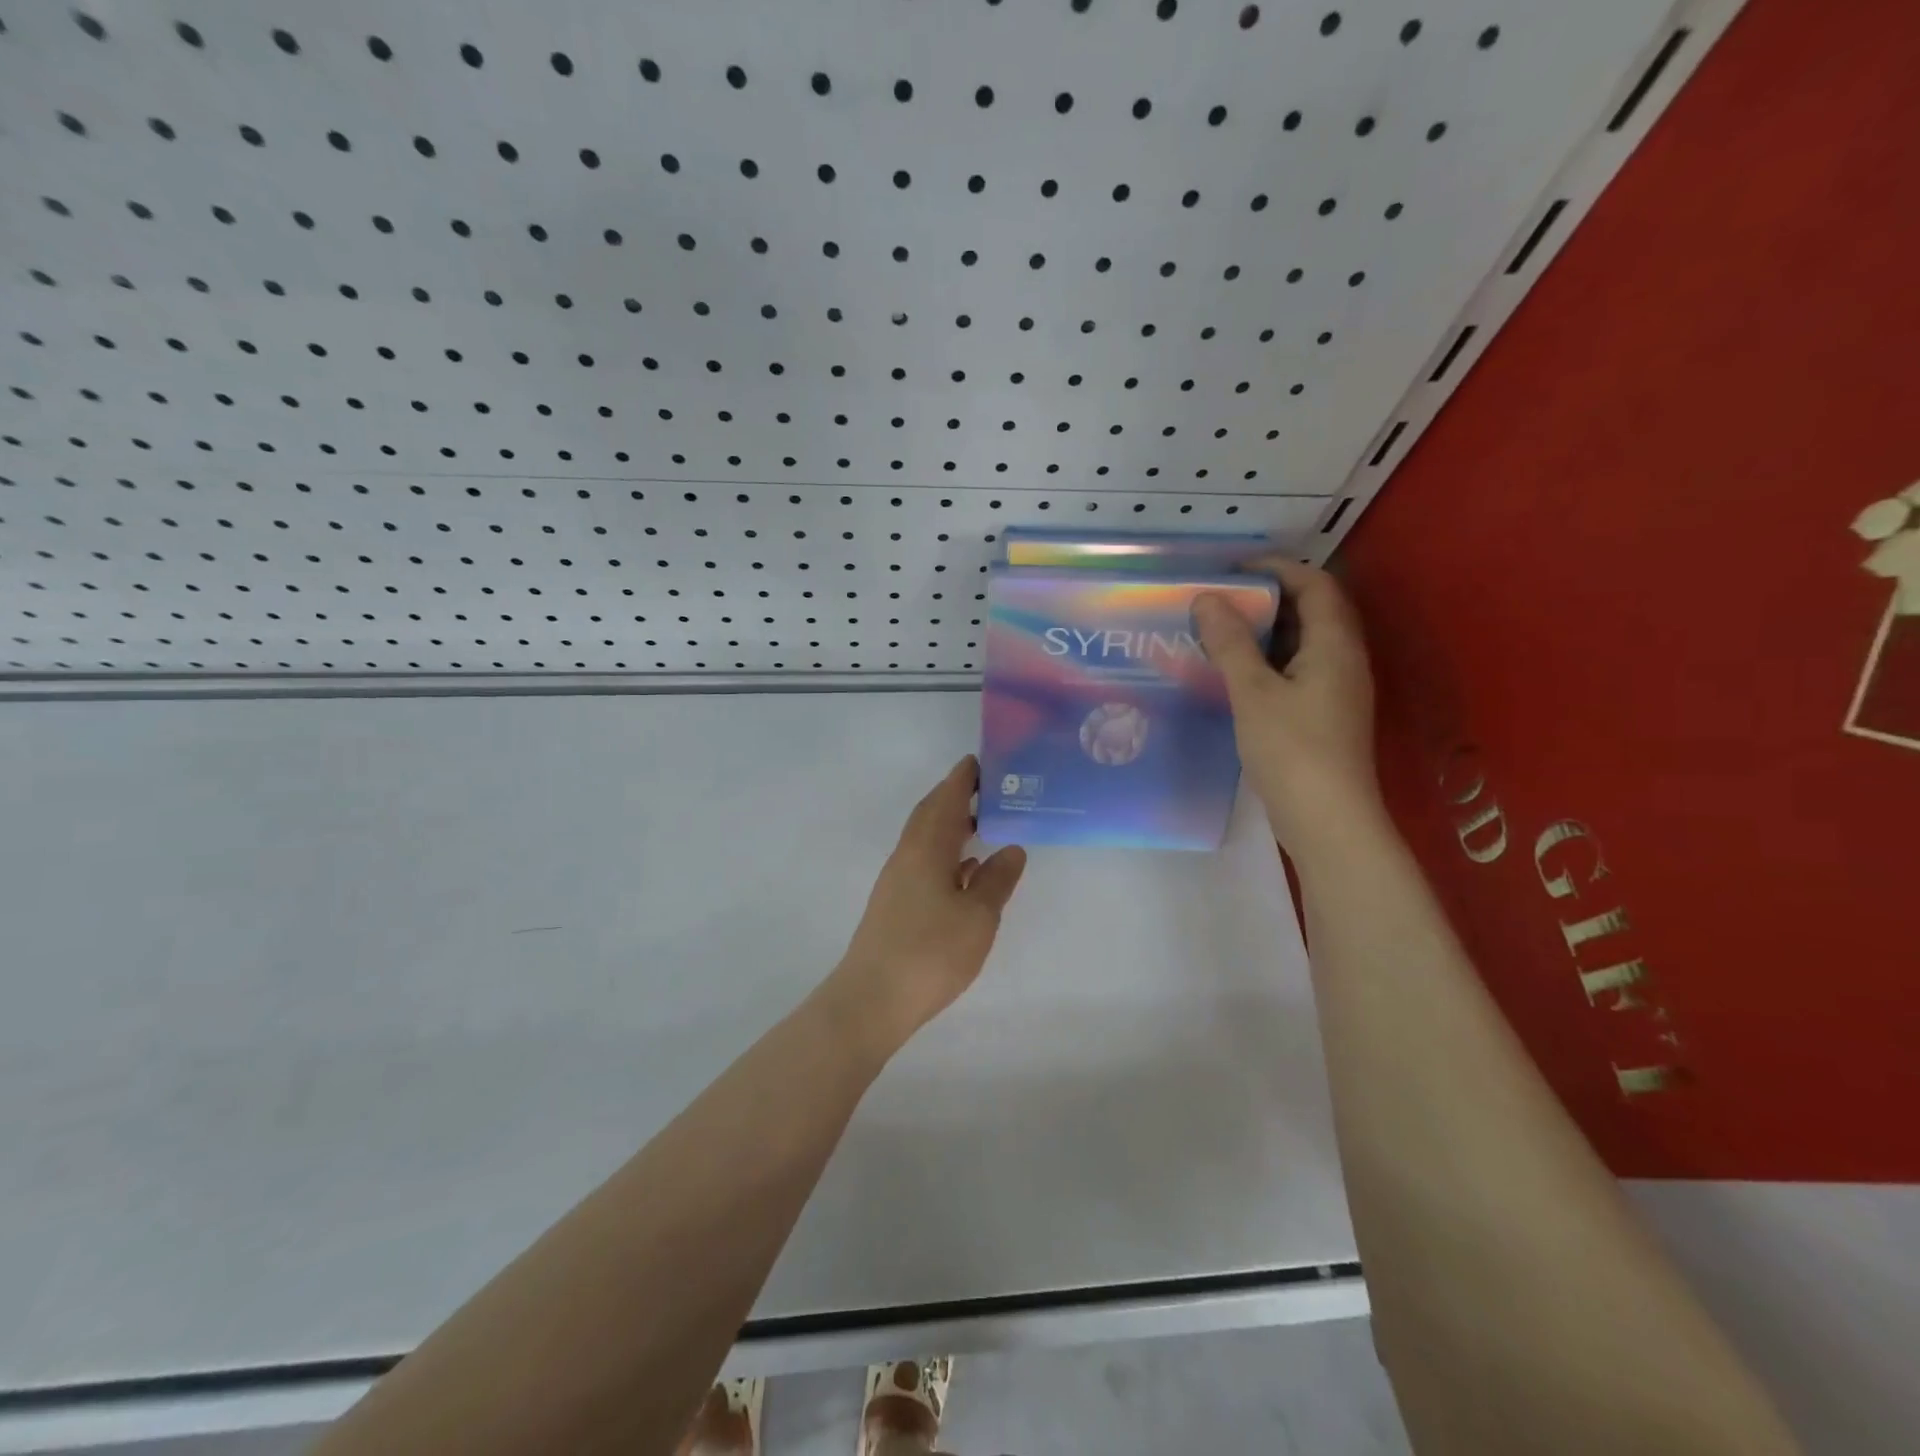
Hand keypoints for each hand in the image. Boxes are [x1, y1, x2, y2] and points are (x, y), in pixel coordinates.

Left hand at [831, 756, 1026, 1051]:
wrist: (872, 999)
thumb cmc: (930, 952)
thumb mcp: (977, 916)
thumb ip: (997, 880)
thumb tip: (1012, 848)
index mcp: (926, 848)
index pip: (946, 800)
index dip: (963, 778)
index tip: (981, 760)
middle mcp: (908, 856)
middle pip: (931, 813)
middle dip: (956, 796)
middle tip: (989, 787)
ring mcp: (898, 880)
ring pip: (927, 839)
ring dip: (952, 824)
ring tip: (984, 822)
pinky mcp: (896, 903)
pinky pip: (925, 862)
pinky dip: (947, 854)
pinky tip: (966, 869)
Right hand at [1192, 560, 1382, 852]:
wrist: (1326, 820)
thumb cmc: (1292, 749)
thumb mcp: (1253, 692)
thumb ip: (1230, 643)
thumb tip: (1207, 598)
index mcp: (1334, 645)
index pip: (1315, 585)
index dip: (1278, 568)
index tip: (1234, 568)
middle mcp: (1343, 661)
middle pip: (1311, 611)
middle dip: (1268, 599)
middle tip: (1221, 599)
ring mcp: (1336, 691)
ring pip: (1302, 644)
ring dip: (1265, 632)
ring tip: (1220, 631)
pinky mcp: (1323, 716)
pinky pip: (1296, 671)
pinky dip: (1267, 662)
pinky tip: (1234, 674)